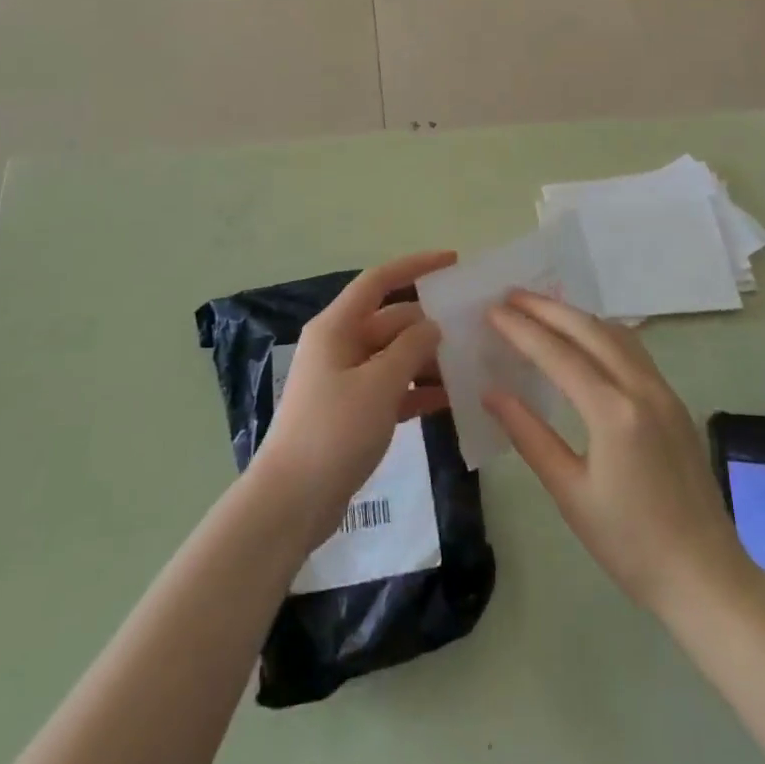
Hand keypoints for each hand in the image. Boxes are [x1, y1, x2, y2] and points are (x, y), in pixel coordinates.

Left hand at [252, 251, 456, 547]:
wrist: (291, 502)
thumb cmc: (333, 432)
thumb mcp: (379, 385)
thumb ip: (411, 348)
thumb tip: (432, 324)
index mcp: (337, 327)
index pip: (379, 281)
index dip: (415, 266)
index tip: (452, 262)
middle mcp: (340, 346)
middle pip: (391, 321)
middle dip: (429, 324)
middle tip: (473, 328)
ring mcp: (345, 380)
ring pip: (394, 357)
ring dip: (427, 360)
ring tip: (470, 365)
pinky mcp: (352, 412)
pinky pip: (391, 389)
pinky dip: (417, 391)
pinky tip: (450, 401)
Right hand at [484, 291, 751, 616]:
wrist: (705, 576)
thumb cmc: (629, 544)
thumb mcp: (570, 493)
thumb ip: (529, 436)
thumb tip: (492, 393)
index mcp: (614, 413)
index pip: (558, 355)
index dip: (522, 329)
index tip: (492, 310)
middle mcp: (641, 388)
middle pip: (589, 330)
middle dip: (547, 308)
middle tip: (510, 296)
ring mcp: (663, 392)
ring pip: (615, 334)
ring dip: (576, 316)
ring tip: (541, 309)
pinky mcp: (673, 402)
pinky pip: (633, 350)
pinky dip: (601, 333)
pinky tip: (584, 339)